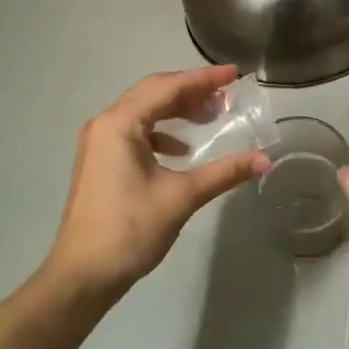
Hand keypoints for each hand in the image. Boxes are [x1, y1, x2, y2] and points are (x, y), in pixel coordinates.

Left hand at [45, 65, 267, 296]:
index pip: (168, 87)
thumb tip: (265, 160)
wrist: (83, 274)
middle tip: (227, 96)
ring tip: (210, 117)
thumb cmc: (130, 230)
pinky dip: (162, 132)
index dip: (204, 79)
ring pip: (143, 112)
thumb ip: (224, 173)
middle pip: (153, 93)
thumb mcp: (182, 197)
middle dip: (192, 91)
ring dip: (177, 110)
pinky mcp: (100, 161)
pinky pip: (135, 132)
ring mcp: (99, 143)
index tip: (236, 74)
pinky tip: (182, 149)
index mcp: (120, 124)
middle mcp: (105, 124)